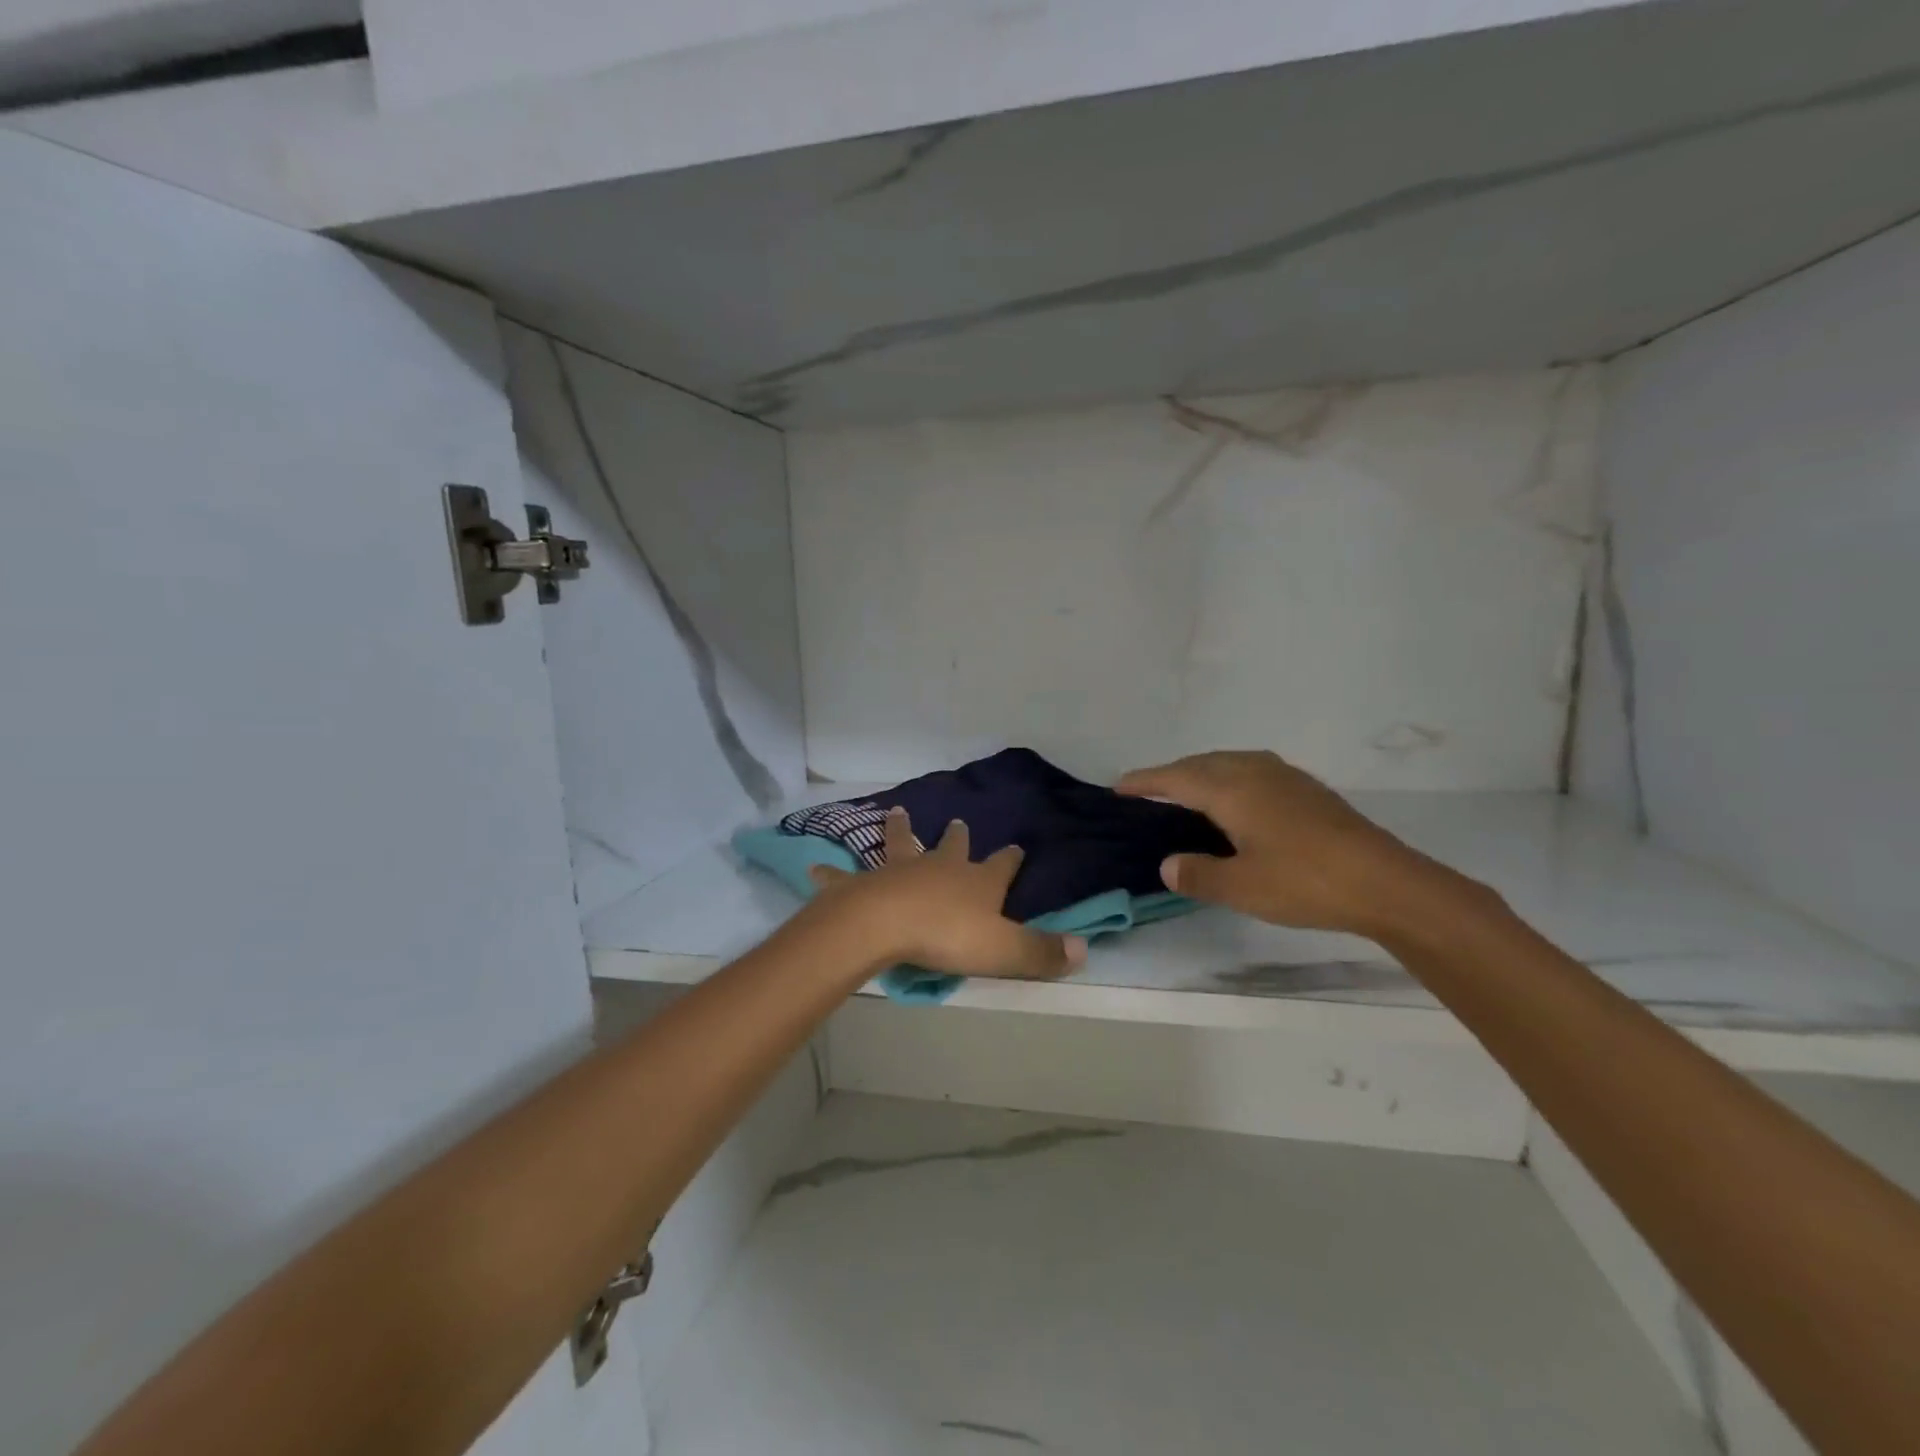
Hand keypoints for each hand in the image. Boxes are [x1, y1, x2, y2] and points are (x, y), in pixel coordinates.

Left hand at [807, 808, 1086, 980]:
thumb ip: (1042, 952)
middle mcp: (939, 868)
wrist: (885, 925)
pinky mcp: (863, 884)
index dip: (1011, 859)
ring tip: (896, 812)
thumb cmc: (947, 936)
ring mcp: (899, 871)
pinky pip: (844, 876)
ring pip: (900, 845)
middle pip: (951, 847)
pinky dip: (831, 872)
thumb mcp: (1004, 950)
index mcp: (976, 882)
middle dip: (957, 836)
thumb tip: (1084, 951)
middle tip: (957, 821)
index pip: (1002, 866)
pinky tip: (815, 866)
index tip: (1017, 846)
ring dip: (899, 830)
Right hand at [1116, 750, 1468, 938]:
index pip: (1175, 778)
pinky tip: (1236, 801)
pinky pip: (1251, 770)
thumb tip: (1167, 864)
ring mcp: (1285, 777)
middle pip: (1201, 763)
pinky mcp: (1307, 790)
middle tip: (1146, 790)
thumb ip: (1197, 874)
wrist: (1386, 883)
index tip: (1118, 786)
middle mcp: (1255, 772)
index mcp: (1232, 789)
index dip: (1144, 781)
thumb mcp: (1241, 887)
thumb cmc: (1305, 882)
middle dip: (1170, 774)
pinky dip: (1227, 778)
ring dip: (1200, 772)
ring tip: (1186, 792)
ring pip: (1229, 763)